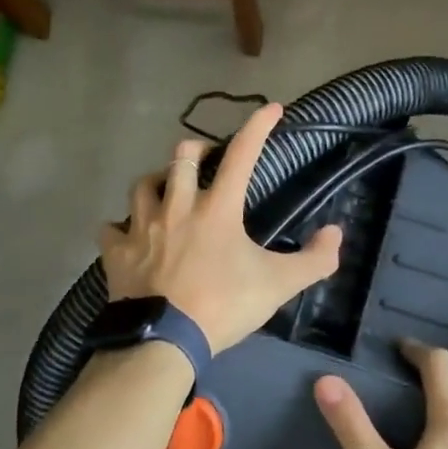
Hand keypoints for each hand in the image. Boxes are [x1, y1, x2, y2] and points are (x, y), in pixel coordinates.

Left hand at [99, 103, 342, 355]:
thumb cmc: (223, 306)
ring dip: (156, 181)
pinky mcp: (117, 252)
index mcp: (217, 209)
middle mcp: (177, 207)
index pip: (242, 155)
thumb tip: (336, 234)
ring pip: (142, 184)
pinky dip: (120, 227)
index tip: (271, 108)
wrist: (165, 340)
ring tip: (166, 189)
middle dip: (197, 149)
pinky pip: (111, 228)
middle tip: (206, 158)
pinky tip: (127, 233)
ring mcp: (142, 227)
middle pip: (182, 157)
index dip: (258, 127)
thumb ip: (315, 260)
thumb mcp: (279, 285)